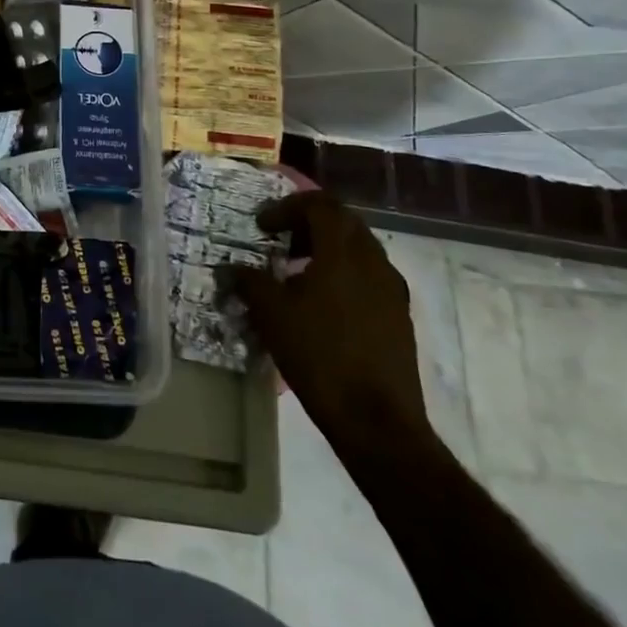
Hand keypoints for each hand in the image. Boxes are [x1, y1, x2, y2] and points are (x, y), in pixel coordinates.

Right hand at [234, 191, 433, 457]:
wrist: (377, 421)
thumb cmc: (319, 356)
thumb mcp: (271, 315)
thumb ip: (248, 282)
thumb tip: (228, 268)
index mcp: (344, 253)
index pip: (321, 205)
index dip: (288, 207)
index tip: (263, 226)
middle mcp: (374, 262)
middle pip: (343, 222)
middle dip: (308, 223)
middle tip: (279, 239)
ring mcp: (391, 290)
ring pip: (358, 249)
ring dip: (326, 249)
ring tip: (296, 272)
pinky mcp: (398, 316)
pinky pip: (368, 277)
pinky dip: (342, 274)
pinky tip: (320, 304)